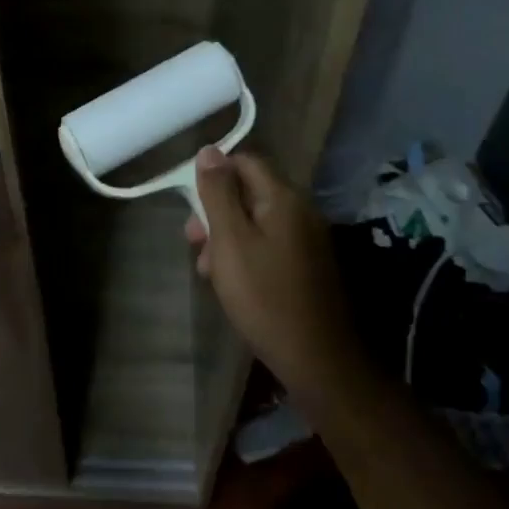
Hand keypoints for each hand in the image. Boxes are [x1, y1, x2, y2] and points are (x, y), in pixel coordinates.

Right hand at [186, 147, 363, 402]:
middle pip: (250, 192)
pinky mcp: (308, 264)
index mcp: (284, 198)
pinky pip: (270, 243)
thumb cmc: (264, 296)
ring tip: (207, 269)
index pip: (245, 161)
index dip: (214, 175)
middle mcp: (301, 210)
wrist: (316, 358)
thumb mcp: (230, 241)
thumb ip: (218, 193)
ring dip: (227, 236)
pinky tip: (231, 281)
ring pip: (257, 220)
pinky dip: (247, 253)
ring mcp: (308, 238)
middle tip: (193, 241)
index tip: (192, 205)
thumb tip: (208, 150)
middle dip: (216, 211)